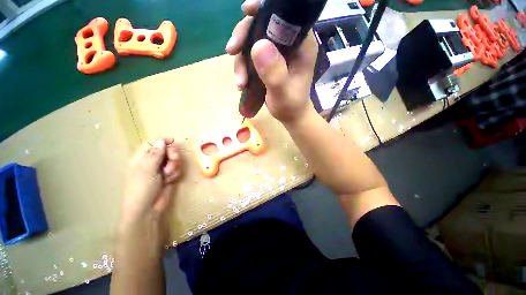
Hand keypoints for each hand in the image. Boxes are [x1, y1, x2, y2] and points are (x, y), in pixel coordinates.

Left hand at [119, 138, 181, 233]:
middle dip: (172, 155)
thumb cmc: (142, 189)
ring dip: (174, 167)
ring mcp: (161, 169)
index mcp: (142, 158)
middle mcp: (152, 162)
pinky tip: (170, 181)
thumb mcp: (147, 170)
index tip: (173, 142)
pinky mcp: (169, 176)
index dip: (162, 141)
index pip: (152, 143)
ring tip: (167, 176)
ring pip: (174, 160)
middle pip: (167, 150)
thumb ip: (155, 155)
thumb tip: (161, 141)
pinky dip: (175, 174)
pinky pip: (177, 169)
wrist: (148, 209)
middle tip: (173, 161)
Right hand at [225, 0, 318, 122]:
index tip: (247, 12)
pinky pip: (251, 55)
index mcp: (301, 45)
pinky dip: (243, 66)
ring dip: (241, 59)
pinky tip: (241, 83)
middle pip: (263, 24)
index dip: (265, 8)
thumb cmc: (291, 106)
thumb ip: (274, 73)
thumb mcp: (283, 93)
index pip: (286, 14)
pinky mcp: (268, 61)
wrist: (290, 116)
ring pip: (253, 41)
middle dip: (244, 36)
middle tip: (232, 51)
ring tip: (240, 83)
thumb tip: (258, 45)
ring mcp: (277, 52)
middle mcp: (290, 44)